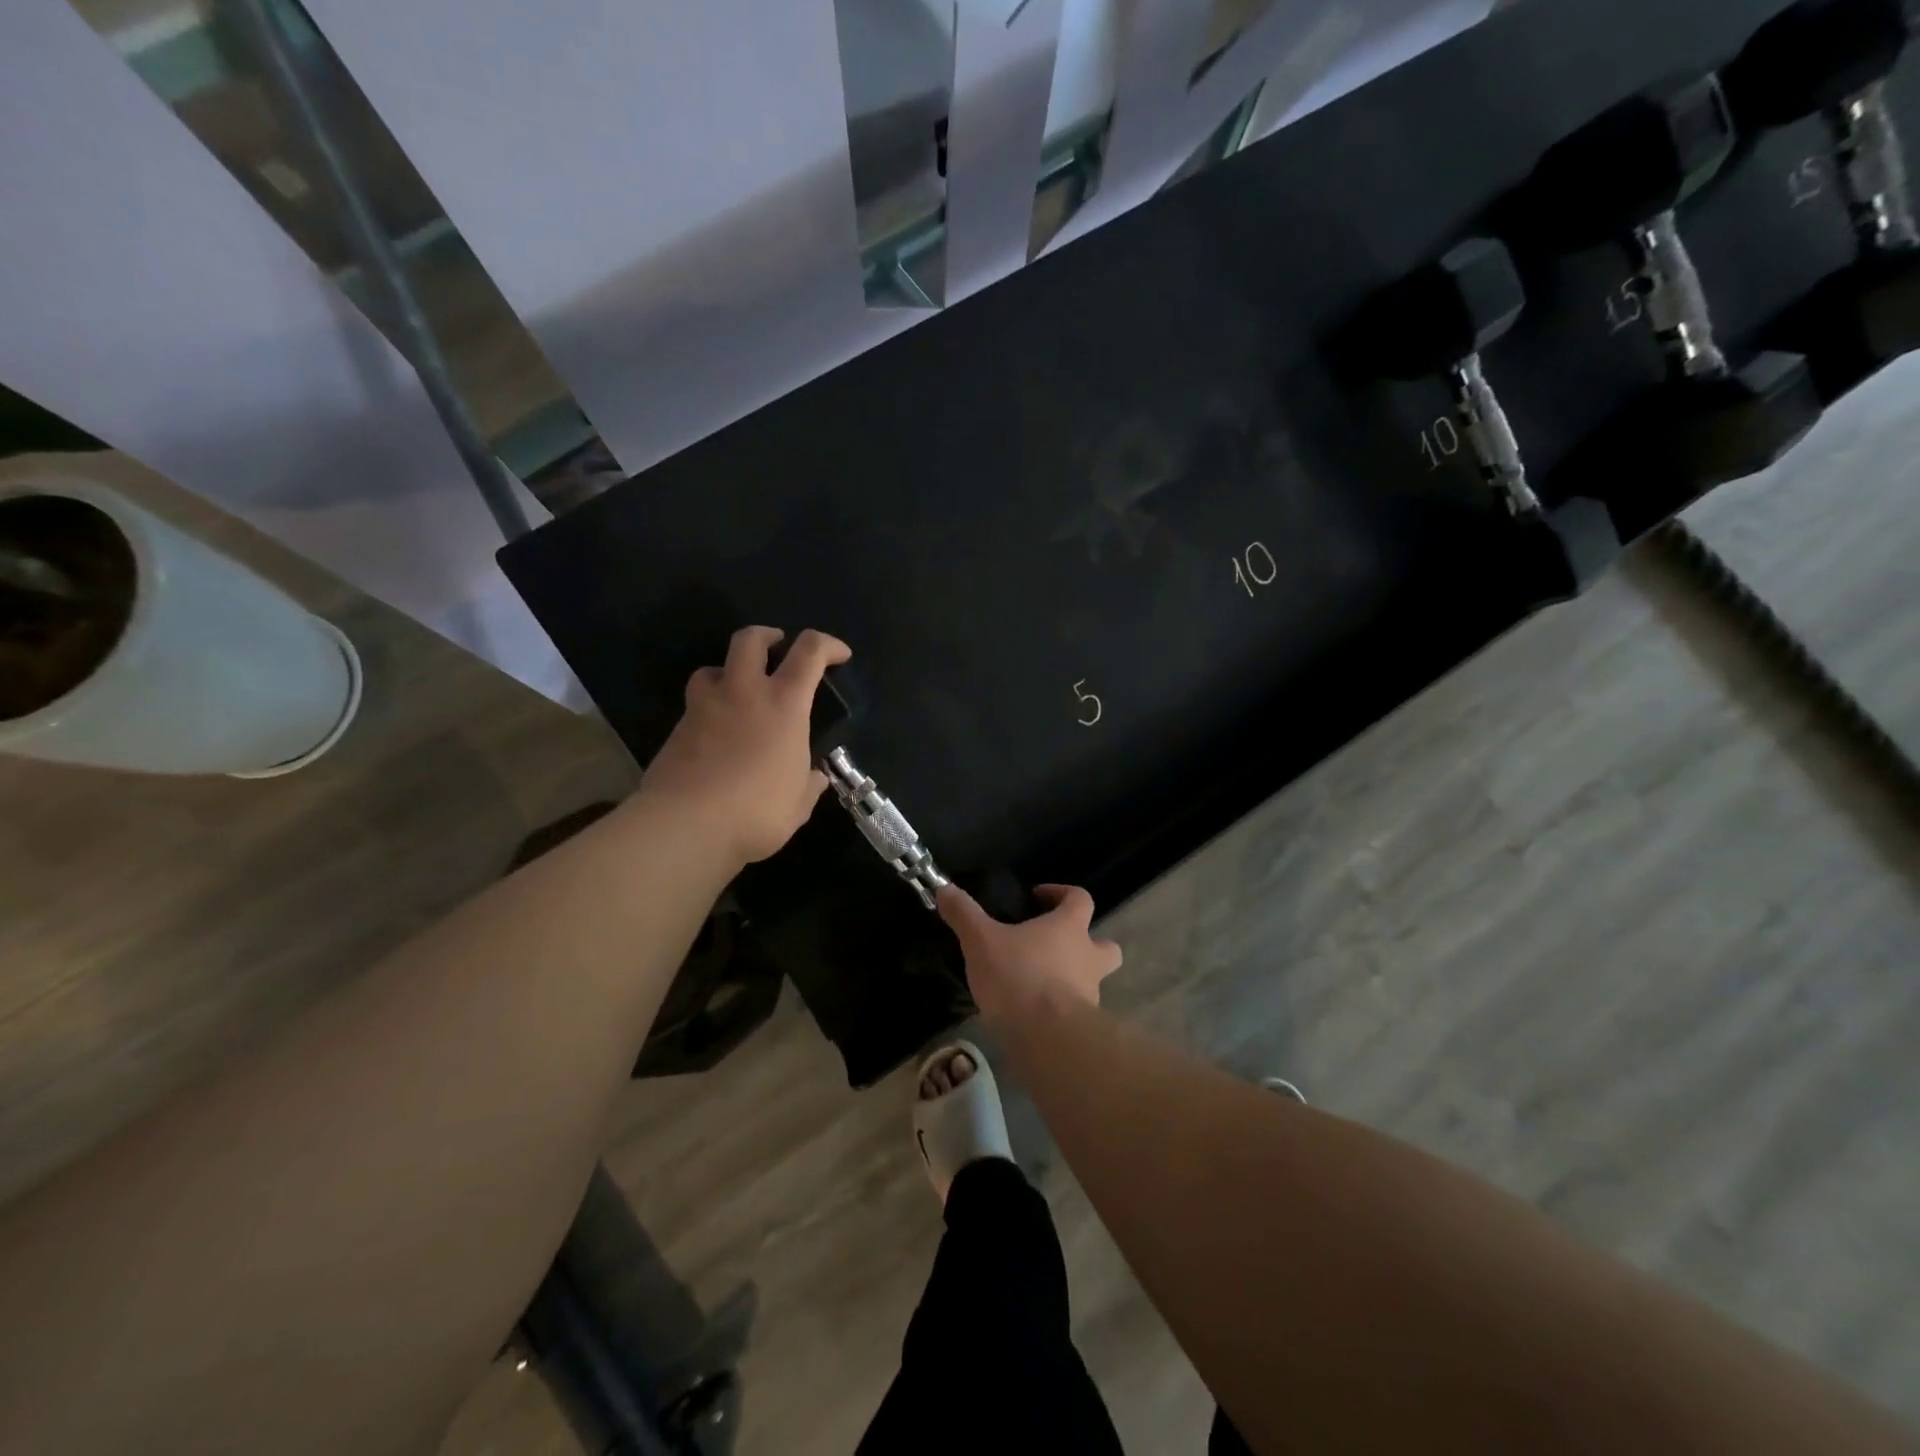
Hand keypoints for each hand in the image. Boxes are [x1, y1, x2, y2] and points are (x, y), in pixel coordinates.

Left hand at [639, 626, 851, 865]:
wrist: (686, 824)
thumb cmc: (757, 811)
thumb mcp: (798, 804)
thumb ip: (808, 785)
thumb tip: (814, 777)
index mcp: (784, 704)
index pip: (810, 652)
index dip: (829, 645)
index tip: (840, 655)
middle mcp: (744, 693)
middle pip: (751, 639)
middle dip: (768, 636)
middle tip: (778, 648)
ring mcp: (704, 707)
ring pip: (712, 667)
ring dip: (729, 671)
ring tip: (738, 692)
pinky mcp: (677, 729)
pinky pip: (695, 705)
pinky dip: (709, 709)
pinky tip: (716, 735)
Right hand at [937, 884, 1122, 1023]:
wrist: (1046, 1037)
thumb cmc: (1018, 976)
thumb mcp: (981, 940)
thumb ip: (964, 914)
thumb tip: (944, 888)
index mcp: (1070, 928)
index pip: (1080, 898)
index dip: (1062, 893)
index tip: (1038, 897)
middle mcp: (1088, 957)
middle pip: (1106, 945)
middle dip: (1088, 943)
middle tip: (1057, 947)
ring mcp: (1091, 993)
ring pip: (1093, 980)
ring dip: (1075, 978)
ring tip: (1040, 984)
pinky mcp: (1084, 1025)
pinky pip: (1078, 1011)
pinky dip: (1063, 1009)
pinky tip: (1035, 1015)